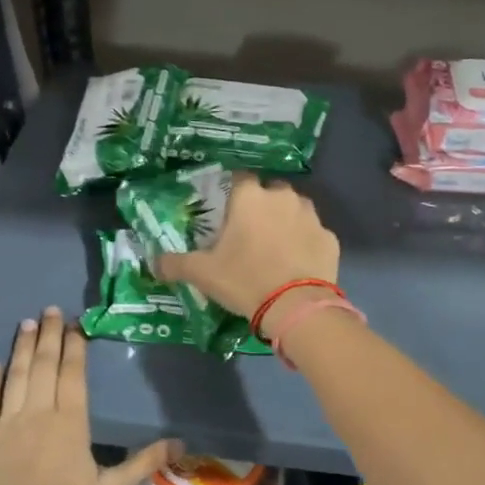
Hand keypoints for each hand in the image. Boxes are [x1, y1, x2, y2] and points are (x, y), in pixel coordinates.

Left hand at [0, 308, 175, 484]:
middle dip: (49, 335)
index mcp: (71, 421)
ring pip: (17, 374)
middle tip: (51, 309)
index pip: (73, 373)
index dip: (75, 346)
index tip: (76, 323)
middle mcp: (39, 411)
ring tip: (27, 323)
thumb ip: (142, 463)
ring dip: (23, 347)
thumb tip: (180, 443)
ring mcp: (8, 421)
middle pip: (45, 364)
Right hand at [157, 175, 339, 318]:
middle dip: (261, 205)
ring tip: (275, 247)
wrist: (296, 307)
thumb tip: (154, 263)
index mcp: (250, 197)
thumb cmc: (245, 280)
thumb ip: (175, 263)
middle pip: (269, 191)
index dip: (231, 191)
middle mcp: (283, 197)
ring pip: (295, 209)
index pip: (238, 177)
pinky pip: (313, 234)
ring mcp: (311, 216)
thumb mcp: (202, 273)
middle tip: (249, 233)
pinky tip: (297, 264)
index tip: (226, 210)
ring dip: (286, 221)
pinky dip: (305, 243)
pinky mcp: (330, 238)